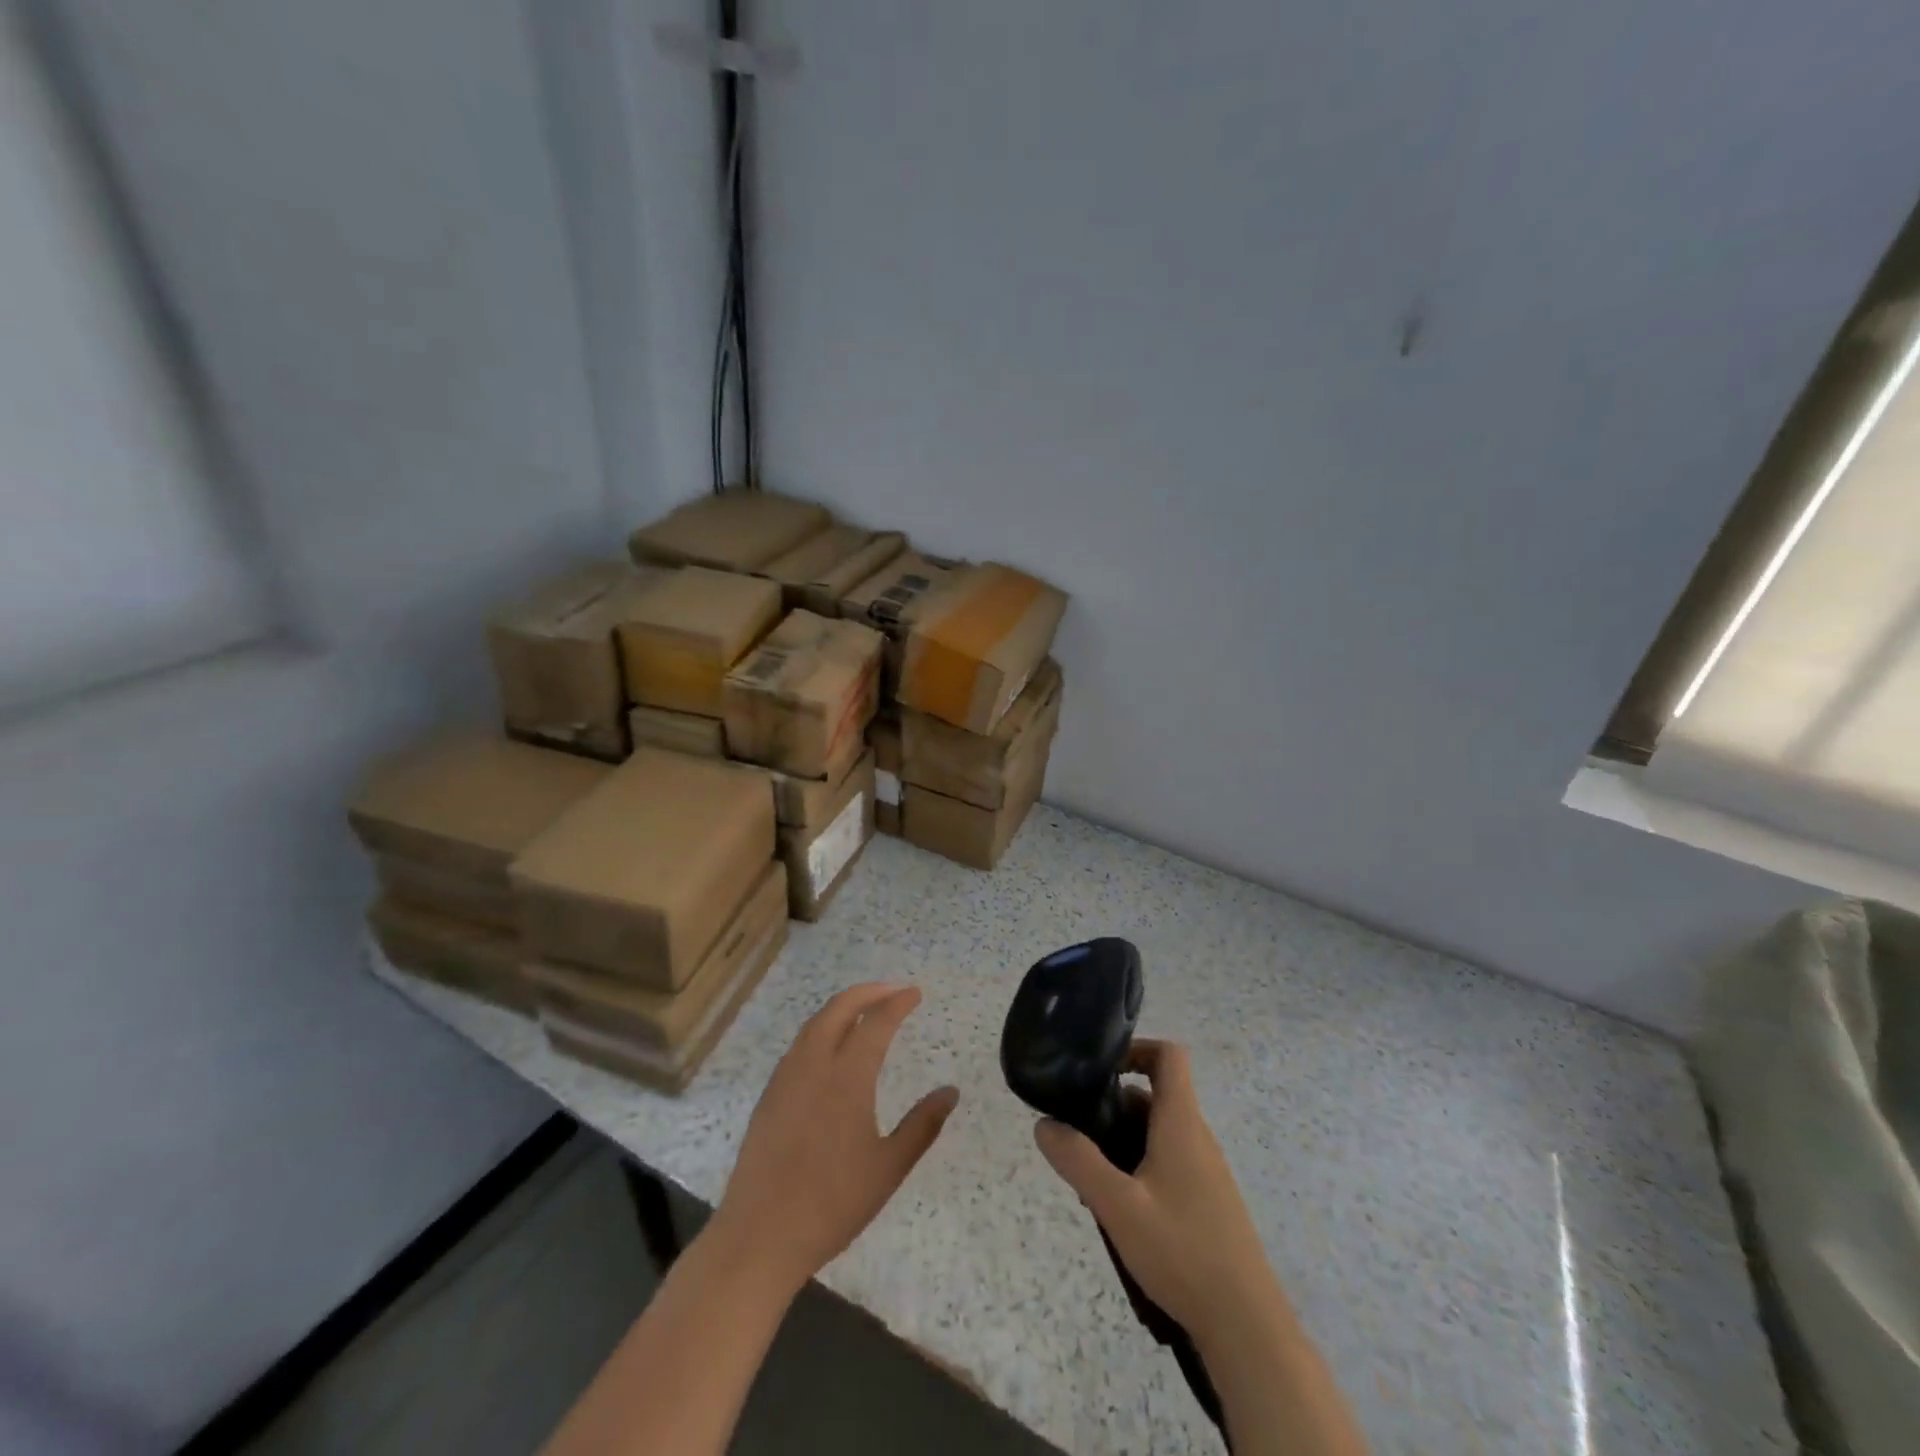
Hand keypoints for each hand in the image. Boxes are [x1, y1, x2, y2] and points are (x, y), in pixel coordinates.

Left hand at [713, 983, 958, 1297]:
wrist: (760, 1236)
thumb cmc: (832, 1205)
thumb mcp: (888, 1168)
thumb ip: (922, 1126)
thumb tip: (951, 1092)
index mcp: (847, 1078)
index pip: (876, 1023)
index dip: (898, 1003)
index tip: (915, 993)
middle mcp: (814, 1065)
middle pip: (840, 1008)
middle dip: (868, 992)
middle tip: (893, 991)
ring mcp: (786, 1079)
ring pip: (815, 1023)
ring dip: (842, 1007)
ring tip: (864, 1011)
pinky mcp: (769, 1096)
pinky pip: (800, 1045)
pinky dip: (821, 1029)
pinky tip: (830, 1048)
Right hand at [1034, 1039, 1281, 1344]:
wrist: (1247, 1327)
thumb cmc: (1183, 1252)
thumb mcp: (1118, 1207)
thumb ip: (1078, 1161)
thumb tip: (1044, 1124)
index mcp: (1181, 1122)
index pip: (1169, 1055)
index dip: (1136, 1048)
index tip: (1100, 1069)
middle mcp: (1196, 1136)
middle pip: (1154, 1096)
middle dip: (1112, 1106)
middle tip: (1077, 1132)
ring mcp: (1205, 1171)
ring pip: (1157, 1133)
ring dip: (1122, 1141)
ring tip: (1089, 1177)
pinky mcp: (1207, 1201)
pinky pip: (1167, 1163)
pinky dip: (1138, 1168)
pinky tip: (1118, 1209)